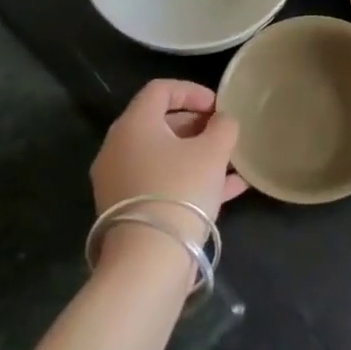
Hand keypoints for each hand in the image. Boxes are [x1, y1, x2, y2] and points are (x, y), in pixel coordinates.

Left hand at [90, 81, 246, 253]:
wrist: (149, 259)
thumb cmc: (181, 189)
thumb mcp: (214, 150)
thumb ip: (223, 126)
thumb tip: (221, 121)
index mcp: (134, 125)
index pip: (160, 90)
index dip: (193, 91)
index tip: (218, 107)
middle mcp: (118, 149)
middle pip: (160, 123)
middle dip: (196, 125)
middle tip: (224, 134)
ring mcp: (119, 182)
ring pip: (163, 156)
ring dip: (197, 154)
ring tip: (231, 162)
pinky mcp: (127, 210)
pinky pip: (161, 182)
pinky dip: (189, 179)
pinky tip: (229, 189)